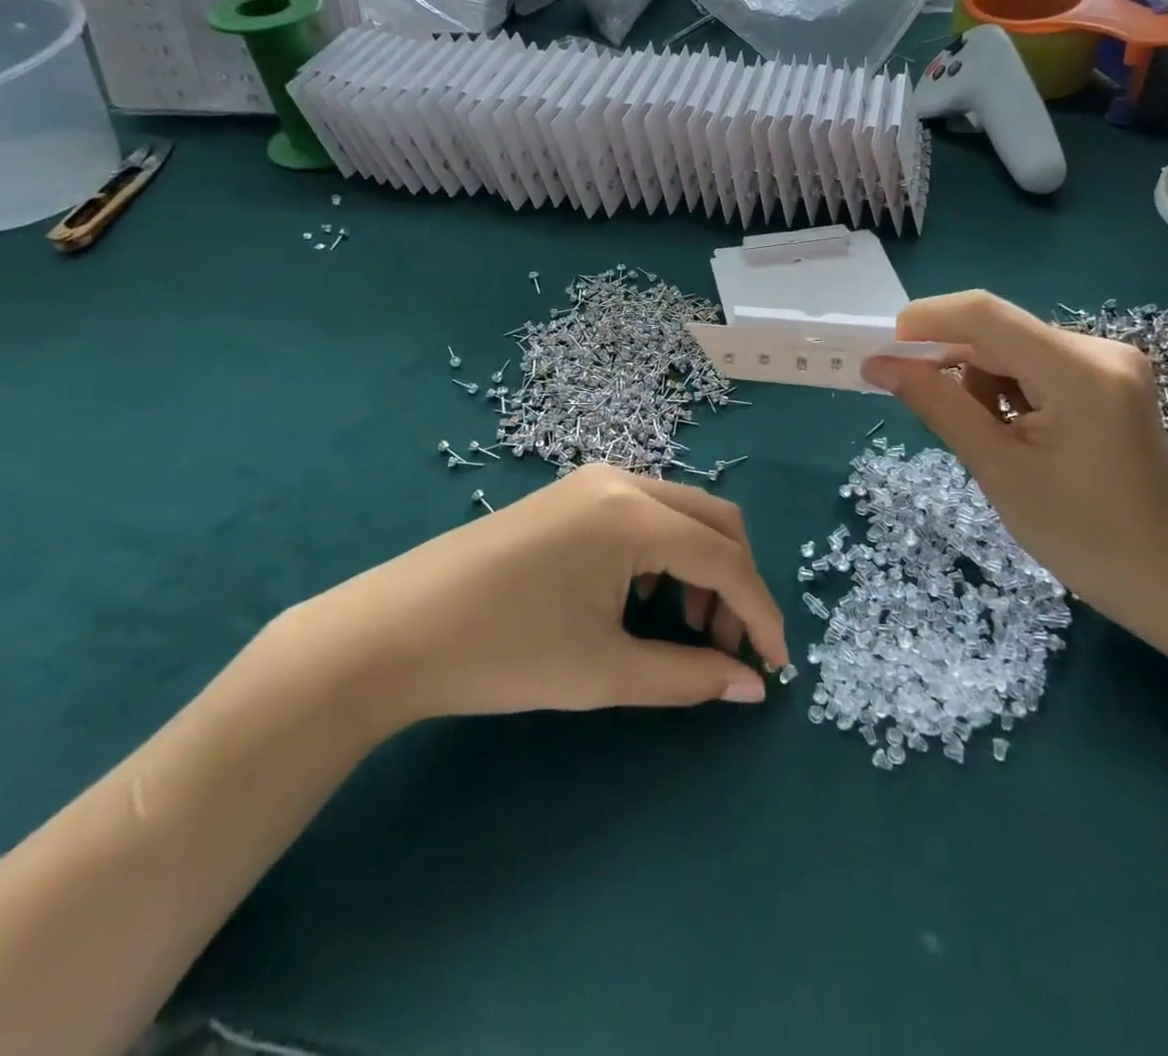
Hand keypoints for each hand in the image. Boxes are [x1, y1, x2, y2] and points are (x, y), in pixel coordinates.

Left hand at [298, 465, 789, 734]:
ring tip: (686, 625)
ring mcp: (592, 481)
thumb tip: (751, 687)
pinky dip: (666, 551)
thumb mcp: (604, 672)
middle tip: (729, 645)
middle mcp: (622, 480)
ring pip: (680, 513)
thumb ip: (688, 676)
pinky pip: (644, 512)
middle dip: (736, 582)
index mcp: (634, 515)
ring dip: (702, 564)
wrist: (392, 632)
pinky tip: (642, 596)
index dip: (759, 612)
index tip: (775, 665)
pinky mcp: (571, 494)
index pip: (724, 559)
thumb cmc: (503, 654)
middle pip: (713, 520)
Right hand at [863, 292, 1167, 630]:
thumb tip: (878, 365)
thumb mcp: (997, 468)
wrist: (1163, 572)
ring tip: (988, 439)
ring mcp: (1109, 360)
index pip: (986, 315)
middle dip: (950, 361)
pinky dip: (1008, 389)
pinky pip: (1036, 364)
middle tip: (918, 404)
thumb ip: (937, 405)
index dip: (926, 321)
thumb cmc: (1079, 533)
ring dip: (981, 382)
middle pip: (999, 332)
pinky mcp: (1109, 377)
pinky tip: (1013, 432)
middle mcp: (1100, 349)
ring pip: (1013, 348)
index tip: (883, 352)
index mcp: (1079, 371)